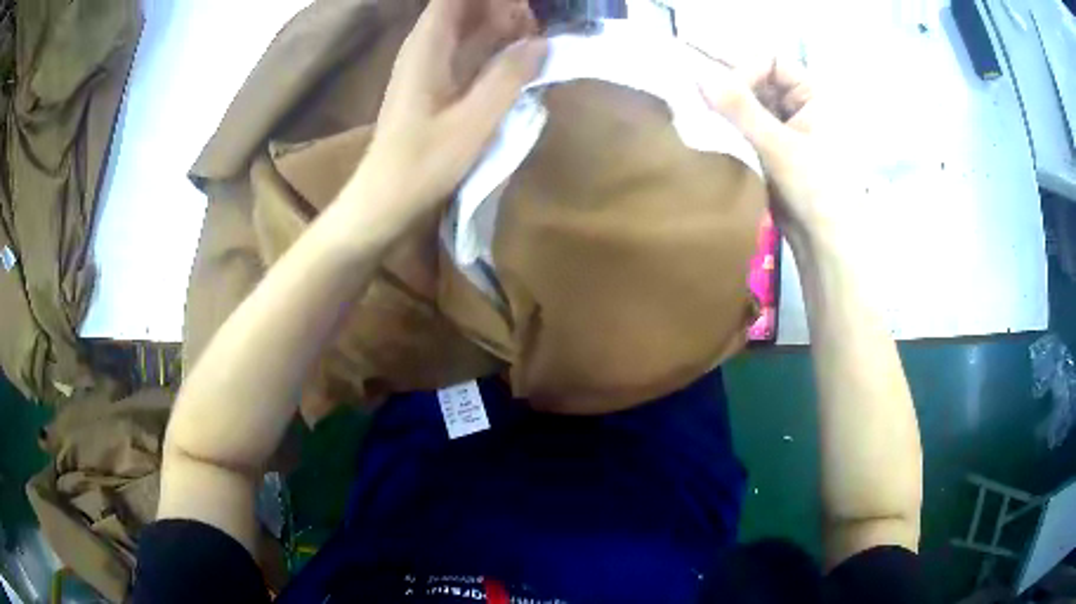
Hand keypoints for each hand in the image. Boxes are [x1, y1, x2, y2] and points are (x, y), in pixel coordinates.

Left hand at [359, 0, 546, 220]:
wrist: (385, 199)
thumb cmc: (423, 163)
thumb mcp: (473, 121)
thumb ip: (509, 77)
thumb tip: (542, 42)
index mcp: (428, 45)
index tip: (524, 6)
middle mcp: (426, 46)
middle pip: (465, 6)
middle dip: (503, 7)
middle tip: (541, 21)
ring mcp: (429, 65)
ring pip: (468, 26)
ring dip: (502, 24)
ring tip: (539, 33)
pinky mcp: (436, 83)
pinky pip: (468, 50)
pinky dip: (494, 46)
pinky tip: (519, 56)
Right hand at [699, 57, 856, 250]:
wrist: (826, 246)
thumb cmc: (817, 192)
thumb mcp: (780, 146)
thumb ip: (740, 109)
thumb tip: (699, 76)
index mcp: (815, 96)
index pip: (773, 63)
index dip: (746, 70)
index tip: (722, 92)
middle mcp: (802, 106)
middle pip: (760, 80)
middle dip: (731, 86)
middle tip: (698, 93)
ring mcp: (788, 128)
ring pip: (751, 104)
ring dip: (728, 108)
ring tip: (701, 111)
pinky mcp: (774, 149)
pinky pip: (748, 126)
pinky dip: (731, 126)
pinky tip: (711, 129)